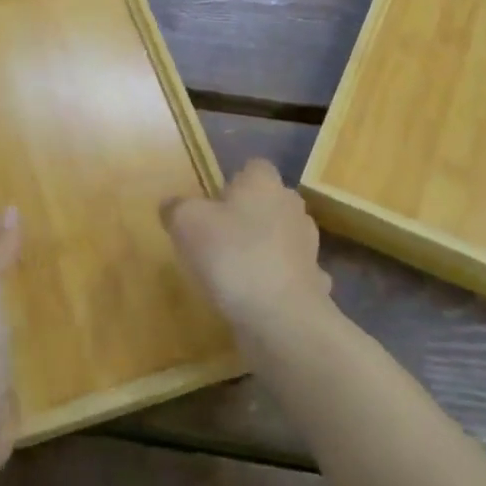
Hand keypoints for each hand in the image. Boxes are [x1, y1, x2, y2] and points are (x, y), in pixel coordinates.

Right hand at [162, 159, 331, 332]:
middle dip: (250, 214)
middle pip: (271, 201)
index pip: (254, 167)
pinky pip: (291, 274)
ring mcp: (308, 246)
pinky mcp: (314, 283)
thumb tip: (172, 204)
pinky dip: (277, 281)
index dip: (234, 181)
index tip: (213, 203)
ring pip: (284, 237)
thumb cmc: (231, 256)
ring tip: (236, 270)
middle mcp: (292, 207)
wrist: (281, 317)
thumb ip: (176, 208)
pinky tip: (258, 297)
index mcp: (264, 184)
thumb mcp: (186, 223)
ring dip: (265, 248)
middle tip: (219, 236)